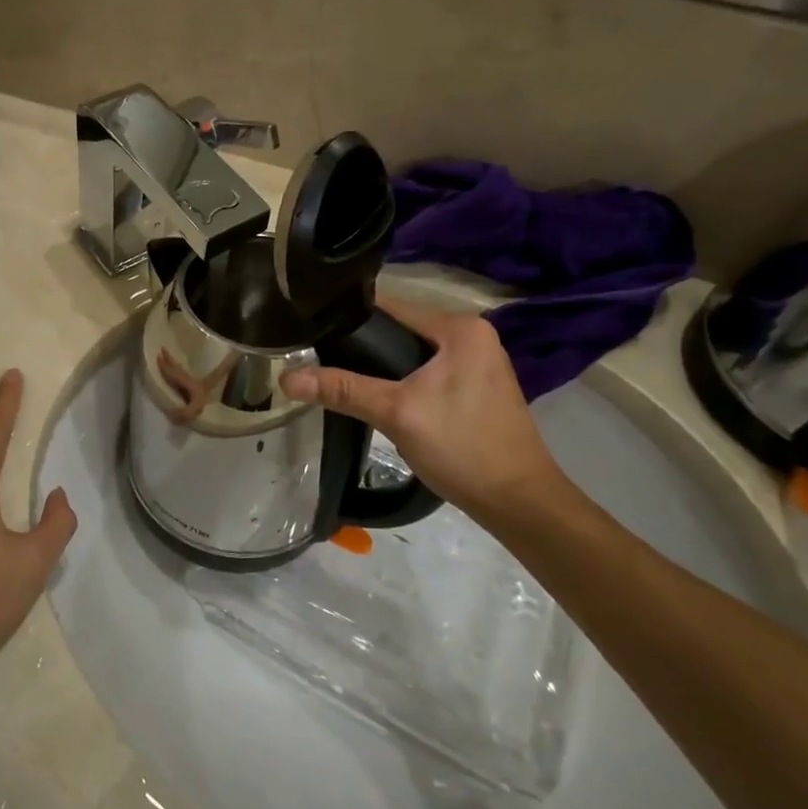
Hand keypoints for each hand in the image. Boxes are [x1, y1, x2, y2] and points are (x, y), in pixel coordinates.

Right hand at [280, 298, 573, 529]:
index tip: (311, 328)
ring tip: (338, 374)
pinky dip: (403, 378)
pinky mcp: (477, 386)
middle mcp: (473, 334)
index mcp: (460, 327)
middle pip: (401, 328)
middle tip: (318, 356)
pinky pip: (428, 370)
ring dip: (381, 363)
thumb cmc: (462, 447)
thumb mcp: (397, 413)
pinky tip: (377, 395)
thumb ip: (343, 389)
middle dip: (363, 343)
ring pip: (413, 351)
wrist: (520, 503)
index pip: (391, 305)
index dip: (349, 316)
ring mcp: (478, 361)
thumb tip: (286, 378)